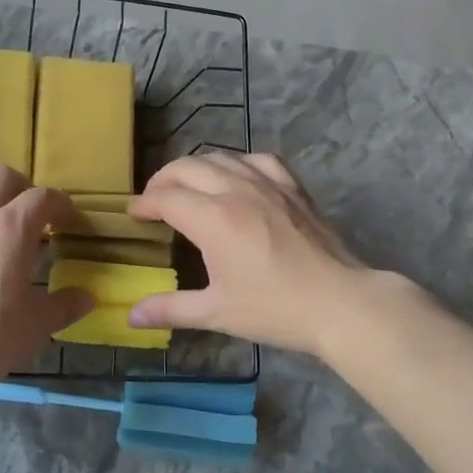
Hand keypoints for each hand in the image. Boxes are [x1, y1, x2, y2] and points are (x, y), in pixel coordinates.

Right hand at [128, 152, 373, 359]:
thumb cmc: (276, 309)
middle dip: (163, 180)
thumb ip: (171, 308)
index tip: (134, 215)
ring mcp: (268, 183)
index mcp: (213, 219)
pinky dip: (238, 163)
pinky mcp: (293, 187)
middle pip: (188, 167)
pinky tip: (237, 178)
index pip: (166, 198)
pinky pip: (258, 160)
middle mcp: (236, 190)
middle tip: (155, 201)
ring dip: (196, 168)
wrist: (341, 302)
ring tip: (188, 187)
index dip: (144, 204)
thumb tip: (131, 316)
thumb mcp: (217, 312)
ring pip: (221, 157)